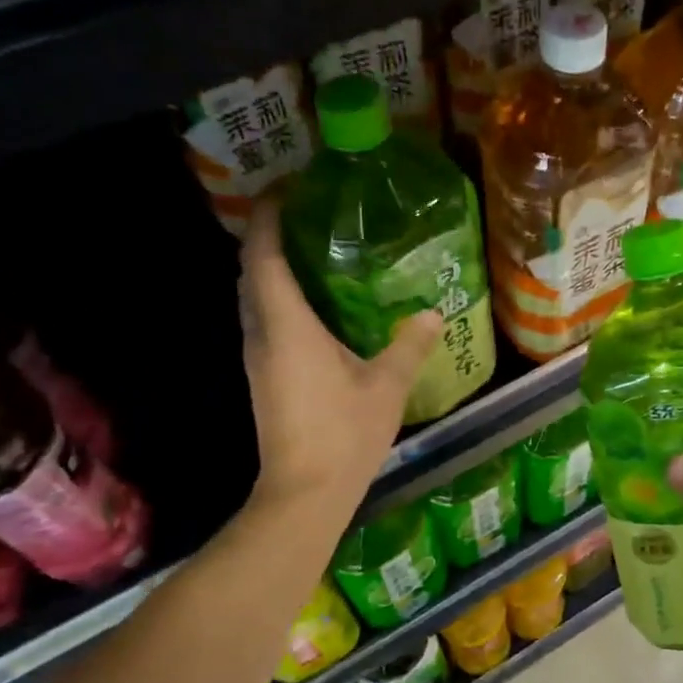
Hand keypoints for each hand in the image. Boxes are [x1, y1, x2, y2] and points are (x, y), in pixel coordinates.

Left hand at [238, 195, 441, 508]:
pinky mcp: (262, 378)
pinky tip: (312, 306)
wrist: (304, 493)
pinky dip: (278, 299)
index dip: (267, 217)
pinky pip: (263, 321)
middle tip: (305, 216)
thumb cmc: (343, 434)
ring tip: (310, 252)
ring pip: (253, 298)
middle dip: (268, 238)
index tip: (285, 189)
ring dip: (270, 269)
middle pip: (251, 272)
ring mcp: (256, 358)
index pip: (262, 256)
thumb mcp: (387, 387)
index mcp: (287, 326)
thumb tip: (432, 314)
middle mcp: (261, 335)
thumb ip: (408, 346)